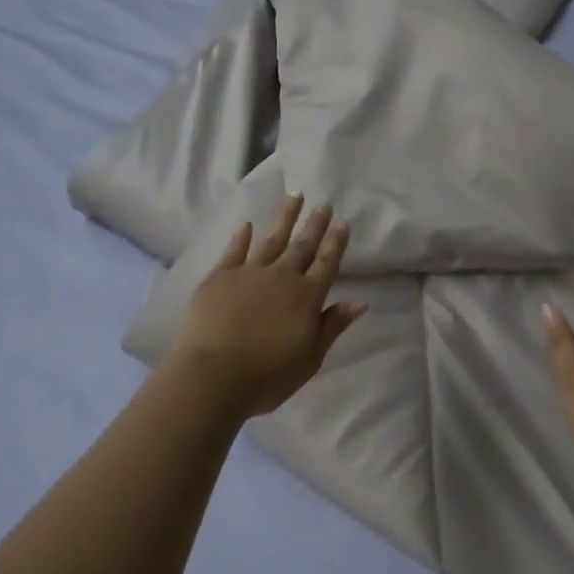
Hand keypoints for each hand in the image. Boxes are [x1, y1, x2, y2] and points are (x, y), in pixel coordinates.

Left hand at [169, 196, 367, 416]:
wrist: (213, 375)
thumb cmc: (268, 375)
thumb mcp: (311, 358)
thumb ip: (332, 326)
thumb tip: (360, 302)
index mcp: (308, 297)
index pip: (327, 264)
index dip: (336, 243)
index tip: (342, 223)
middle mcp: (282, 277)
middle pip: (302, 246)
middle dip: (315, 224)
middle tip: (323, 204)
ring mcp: (249, 273)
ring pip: (272, 239)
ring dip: (284, 218)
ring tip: (294, 197)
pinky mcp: (220, 277)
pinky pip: (235, 251)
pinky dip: (242, 237)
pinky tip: (247, 225)